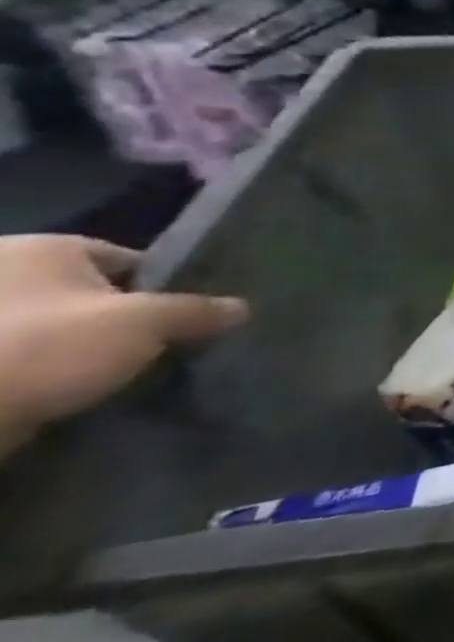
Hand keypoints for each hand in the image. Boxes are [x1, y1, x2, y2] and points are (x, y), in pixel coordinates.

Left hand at [0, 235, 246, 453]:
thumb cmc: (46, 346)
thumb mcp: (145, 322)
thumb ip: (198, 311)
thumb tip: (241, 308)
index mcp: (42, 248)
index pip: (126, 260)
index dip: (165, 287)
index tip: (188, 318)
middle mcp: (2, 273)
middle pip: (92, 296)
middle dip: (126, 321)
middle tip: (164, 347)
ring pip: (60, 331)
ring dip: (89, 352)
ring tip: (129, 376)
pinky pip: (30, 362)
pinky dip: (54, 376)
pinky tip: (84, 393)